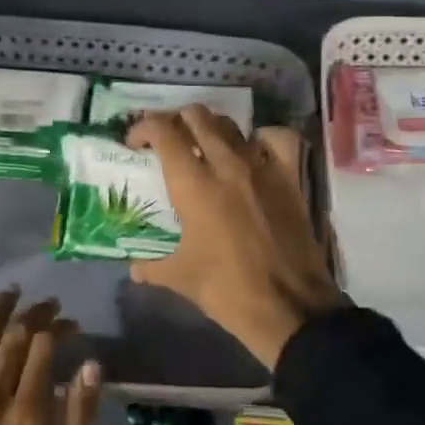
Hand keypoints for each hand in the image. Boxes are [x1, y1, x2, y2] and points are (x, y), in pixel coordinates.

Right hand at [128, 107, 342, 369]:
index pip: (164, 132)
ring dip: (211, 127)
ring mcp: (263, 168)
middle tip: (167, 142)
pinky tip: (254, 151)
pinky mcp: (290, 178)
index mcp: (194, 185)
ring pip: (232, 125)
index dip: (144, 128)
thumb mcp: (181, 278)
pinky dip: (262, 137)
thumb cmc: (228, 291)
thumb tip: (134, 268)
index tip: (135, 143)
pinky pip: (278, 140)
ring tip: (203, 145)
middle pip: (197, 117)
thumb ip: (152, 267)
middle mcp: (227, 165)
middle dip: (175, 121)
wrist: (290, 308)